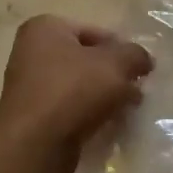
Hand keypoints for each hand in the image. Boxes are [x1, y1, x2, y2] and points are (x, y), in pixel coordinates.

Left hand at [0, 16, 152, 172]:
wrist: (36, 144)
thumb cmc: (74, 90)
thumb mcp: (116, 64)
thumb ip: (135, 55)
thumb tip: (144, 60)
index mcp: (45, 28)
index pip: (95, 32)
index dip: (122, 50)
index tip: (141, 70)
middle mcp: (31, 52)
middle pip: (86, 60)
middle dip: (114, 75)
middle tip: (137, 91)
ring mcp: (29, 86)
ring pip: (79, 86)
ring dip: (104, 96)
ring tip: (127, 111)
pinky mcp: (33, 116)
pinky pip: (69, 109)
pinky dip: (89, 114)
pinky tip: (108, 126)